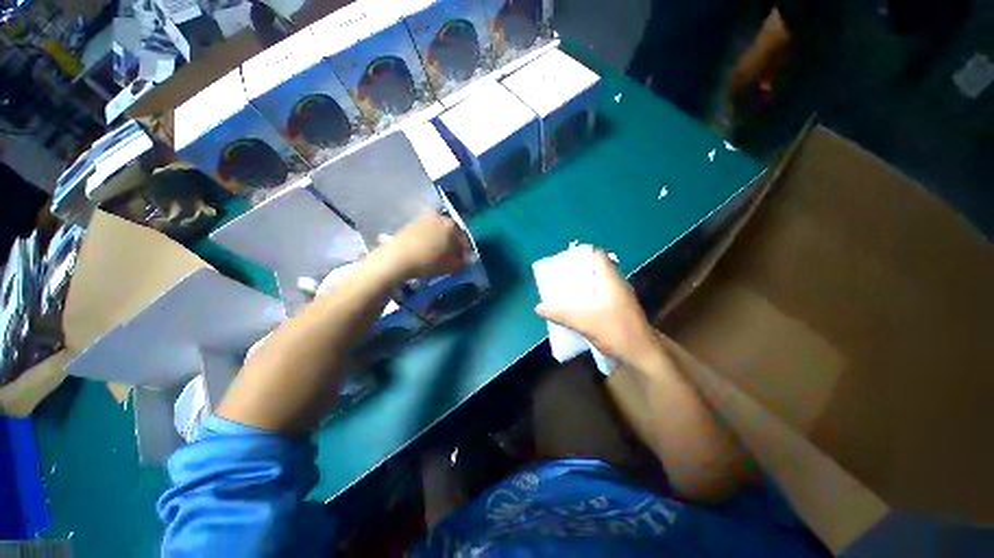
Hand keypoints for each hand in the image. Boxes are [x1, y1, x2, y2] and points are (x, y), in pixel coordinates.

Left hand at [375, 214, 470, 279]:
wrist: (398, 258)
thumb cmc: (428, 261)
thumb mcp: (449, 266)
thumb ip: (460, 263)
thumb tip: (464, 261)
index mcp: (451, 225)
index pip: (464, 238)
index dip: (465, 251)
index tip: (463, 261)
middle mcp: (438, 217)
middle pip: (449, 232)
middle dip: (451, 244)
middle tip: (450, 258)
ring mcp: (422, 219)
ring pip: (436, 231)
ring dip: (438, 242)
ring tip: (435, 256)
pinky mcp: (410, 225)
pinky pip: (424, 233)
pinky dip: (427, 241)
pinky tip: (424, 252)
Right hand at [535, 249, 659, 367]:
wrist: (642, 354)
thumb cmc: (617, 332)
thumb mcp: (585, 323)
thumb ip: (562, 314)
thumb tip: (539, 307)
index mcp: (611, 280)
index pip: (598, 255)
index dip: (582, 255)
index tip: (565, 262)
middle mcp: (618, 285)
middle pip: (598, 270)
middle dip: (579, 273)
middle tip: (561, 280)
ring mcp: (623, 299)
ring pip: (601, 286)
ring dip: (585, 289)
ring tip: (566, 295)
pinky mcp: (623, 312)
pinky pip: (604, 299)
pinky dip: (592, 301)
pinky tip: (581, 312)